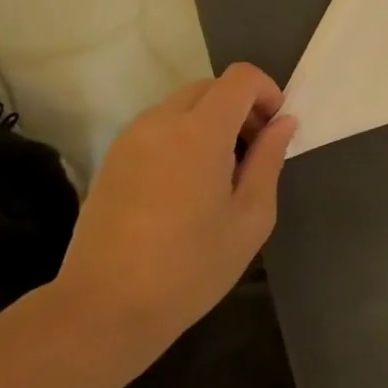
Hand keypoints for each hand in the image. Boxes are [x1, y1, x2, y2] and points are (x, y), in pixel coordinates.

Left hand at [50, 63, 296, 356]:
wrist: (105, 308)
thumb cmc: (190, 267)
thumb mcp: (250, 218)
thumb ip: (269, 160)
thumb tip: (283, 122)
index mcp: (200, 132)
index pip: (240, 78)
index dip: (267, 92)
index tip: (274, 129)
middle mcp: (161, 121)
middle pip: (211, 87)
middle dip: (240, 108)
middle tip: (252, 155)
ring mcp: (131, 138)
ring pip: (182, 106)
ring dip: (210, 122)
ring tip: (218, 175)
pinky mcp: (112, 158)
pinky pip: (158, 127)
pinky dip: (182, 137)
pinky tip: (184, 188)